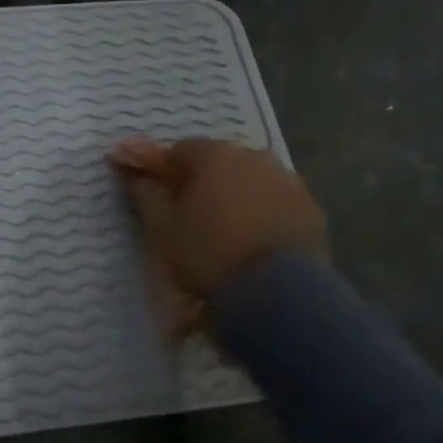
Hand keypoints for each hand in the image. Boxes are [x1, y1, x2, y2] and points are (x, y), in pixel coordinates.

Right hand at [110, 138, 327, 327]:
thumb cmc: (208, 254)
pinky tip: (253, 241)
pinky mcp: (310, 206)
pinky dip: (261, 213)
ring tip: (223, 230)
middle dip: (200, 181)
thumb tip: (132, 173)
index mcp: (214, 155)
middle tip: (187, 214)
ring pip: (249, 180)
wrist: (277, 291)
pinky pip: (275, 201)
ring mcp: (287, 179)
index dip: (161, 170)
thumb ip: (145, 195)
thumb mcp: (163, 229)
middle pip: (217, 162)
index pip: (178, 151)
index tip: (152, 192)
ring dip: (233, 195)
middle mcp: (253, 156)